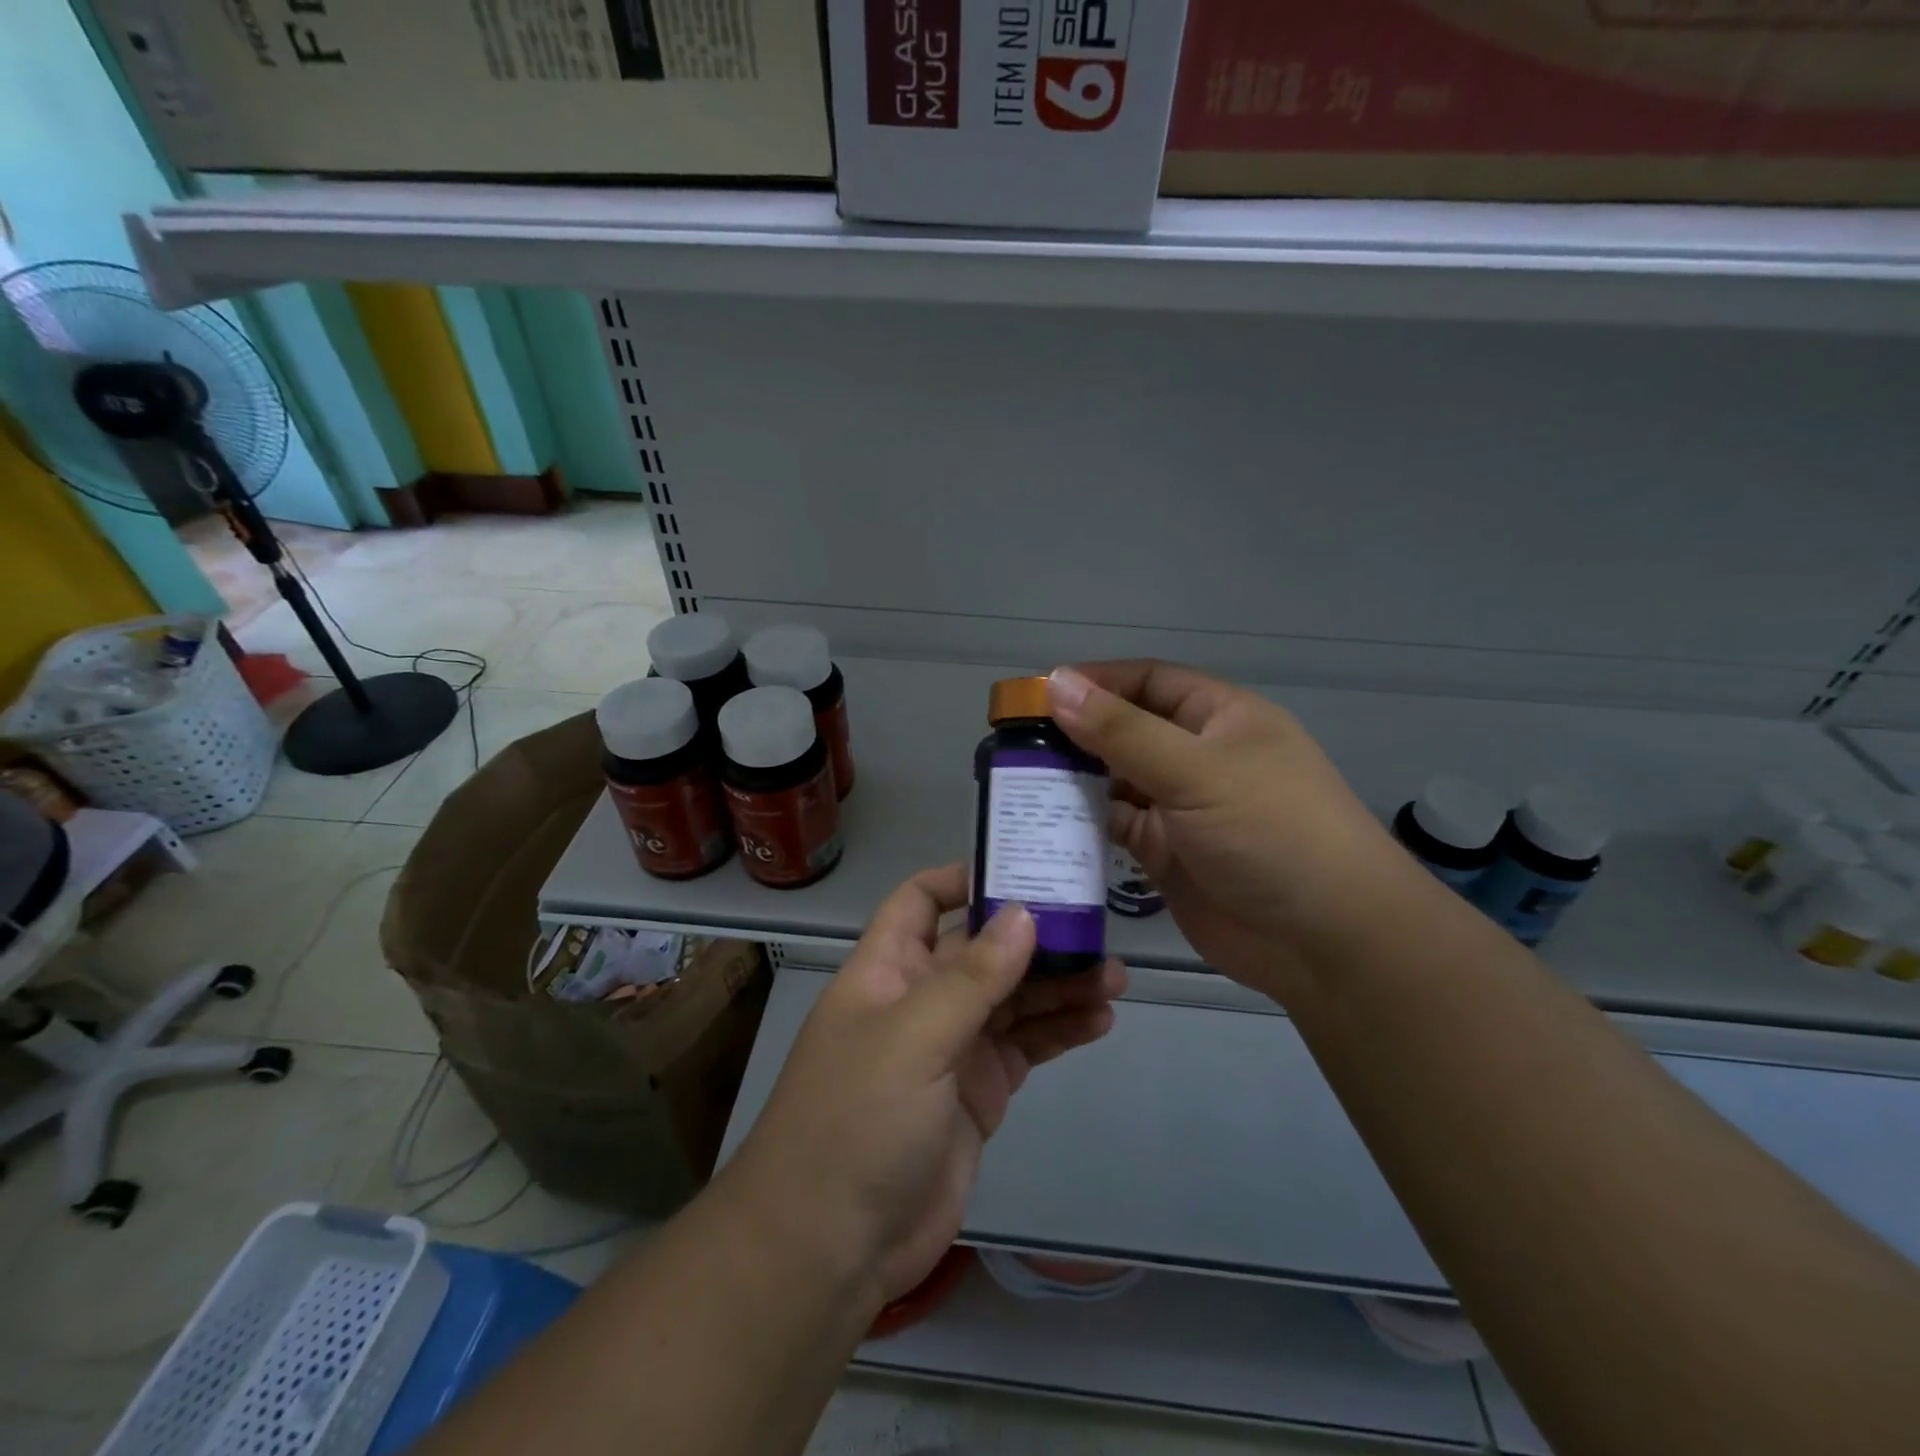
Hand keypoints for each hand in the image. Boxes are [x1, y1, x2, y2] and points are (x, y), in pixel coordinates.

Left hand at [723, 864, 1125, 1306]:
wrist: (834, 1246)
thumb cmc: (858, 1119)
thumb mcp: (914, 1037)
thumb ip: (974, 977)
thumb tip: (1024, 912)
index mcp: (888, 969)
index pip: (920, 900)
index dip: (965, 879)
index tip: (1024, 869)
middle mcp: (920, 998)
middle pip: (982, 949)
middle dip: (1034, 936)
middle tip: (1097, 926)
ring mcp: (951, 1047)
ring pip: (1012, 998)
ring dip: (1059, 985)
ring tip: (1115, 976)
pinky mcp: (979, 1092)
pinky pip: (1025, 1047)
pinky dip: (1059, 1032)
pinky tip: (1098, 1020)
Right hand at [1048, 661, 1408, 1000]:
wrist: (1326, 941)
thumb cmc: (1271, 832)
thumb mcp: (1197, 771)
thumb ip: (1122, 731)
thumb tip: (1056, 685)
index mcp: (1220, 718)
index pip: (1148, 681)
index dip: (1097, 680)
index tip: (1039, 694)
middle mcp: (1199, 756)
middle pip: (1127, 729)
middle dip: (1077, 732)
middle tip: (1015, 741)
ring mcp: (1182, 807)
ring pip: (1117, 780)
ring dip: (1075, 779)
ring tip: (1019, 780)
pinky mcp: (1167, 855)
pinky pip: (1117, 827)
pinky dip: (1084, 823)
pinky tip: (1045, 822)